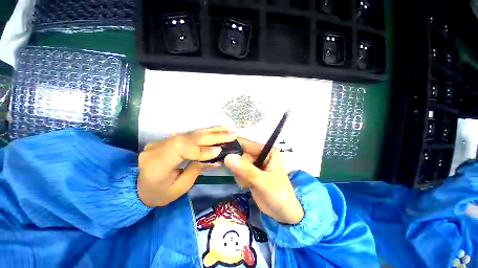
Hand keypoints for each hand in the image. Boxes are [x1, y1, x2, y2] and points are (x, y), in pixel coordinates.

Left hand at [137, 127, 235, 206]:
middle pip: (190, 138)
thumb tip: (216, 158)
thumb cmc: (158, 193)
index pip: (183, 150)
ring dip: (212, 131)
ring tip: (228, 129)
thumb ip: (197, 170)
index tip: (220, 151)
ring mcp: (163, 141)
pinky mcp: (169, 139)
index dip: (203, 150)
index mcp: (156, 164)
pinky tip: (216, 129)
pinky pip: (190, 134)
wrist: (136, 186)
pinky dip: (205, 132)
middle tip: (232, 134)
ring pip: (191, 133)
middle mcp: (159, 148)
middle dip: (213, 136)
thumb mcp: (179, 188)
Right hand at [224, 138, 303, 224]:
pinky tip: (248, 185)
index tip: (221, 151)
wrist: (283, 213)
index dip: (233, 146)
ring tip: (248, 183)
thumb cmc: (278, 195)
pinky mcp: (251, 172)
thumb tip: (227, 157)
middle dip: (239, 166)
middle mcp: (260, 154)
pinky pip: (238, 171)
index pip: (247, 144)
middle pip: (240, 153)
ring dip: (239, 174)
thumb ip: (245, 170)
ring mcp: (255, 163)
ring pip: (237, 163)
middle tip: (243, 178)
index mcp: (267, 151)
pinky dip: (240, 179)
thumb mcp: (262, 182)